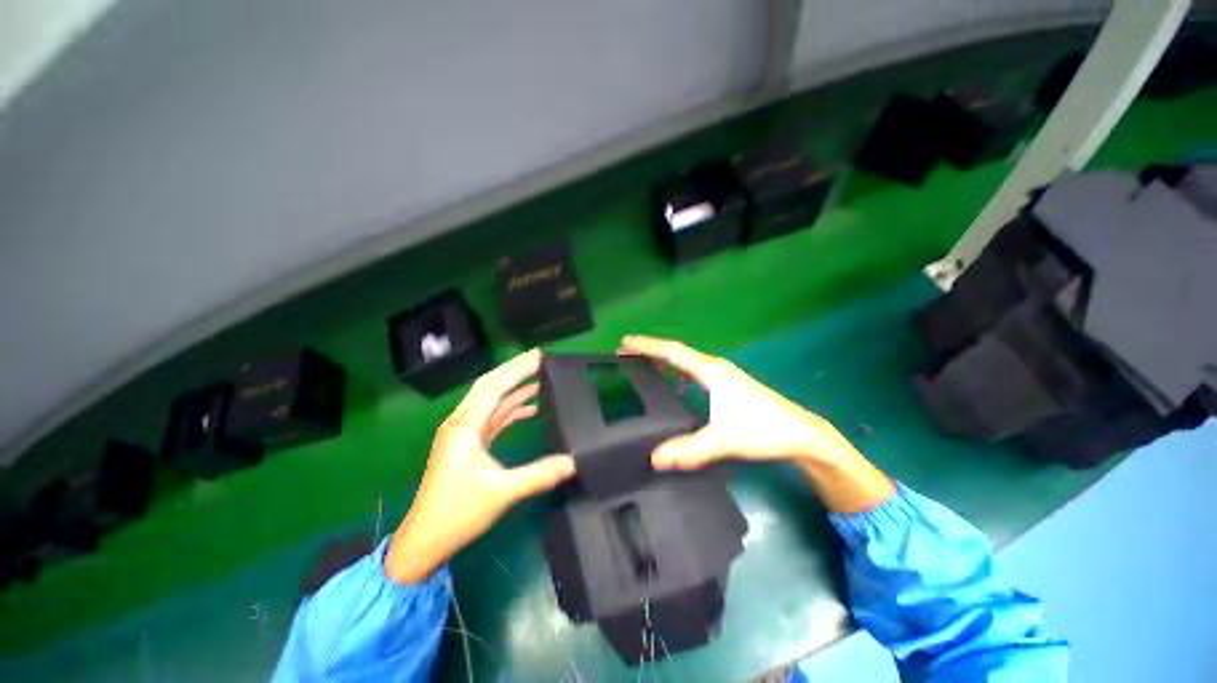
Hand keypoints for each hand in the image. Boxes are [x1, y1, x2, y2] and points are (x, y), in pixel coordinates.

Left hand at [386, 349, 574, 583]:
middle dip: (514, 370)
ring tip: (539, 379)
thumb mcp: (502, 492)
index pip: (494, 387)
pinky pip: (491, 417)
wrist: (423, 541)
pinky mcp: (467, 444)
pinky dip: (509, 409)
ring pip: (490, 400)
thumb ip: (539, 474)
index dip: (517, 369)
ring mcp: (463, 434)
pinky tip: (528, 409)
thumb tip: (574, 461)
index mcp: (465, 426)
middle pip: (489, 386)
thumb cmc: (457, 513)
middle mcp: (461, 423)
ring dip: (513, 388)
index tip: (539, 355)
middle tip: (539, 359)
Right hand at [619, 335, 853, 469]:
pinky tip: (676, 387)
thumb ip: (689, 450)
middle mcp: (715, 367)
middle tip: (626, 354)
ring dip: (665, 361)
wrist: (802, 434)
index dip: (647, 346)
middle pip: (677, 352)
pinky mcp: (729, 385)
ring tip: (644, 368)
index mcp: (711, 371)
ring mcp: (724, 375)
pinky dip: (679, 373)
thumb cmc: (763, 429)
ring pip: (687, 362)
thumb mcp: (724, 440)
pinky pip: (695, 372)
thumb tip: (654, 459)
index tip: (625, 342)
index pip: (672, 352)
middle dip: (651, 351)